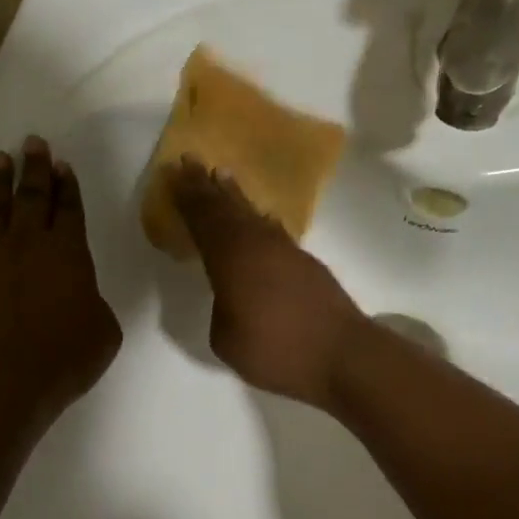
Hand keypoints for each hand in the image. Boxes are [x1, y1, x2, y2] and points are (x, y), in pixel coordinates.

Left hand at [0, 135, 121, 414]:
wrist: (9, 379)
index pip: (69, 210)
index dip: (67, 187)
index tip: (62, 165)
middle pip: (32, 198)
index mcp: (67, 253)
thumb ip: (91, 303)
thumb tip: (80, 298)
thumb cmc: (66, 357)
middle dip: (35, 168)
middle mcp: (25, 244)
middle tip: (34, 142)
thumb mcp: (103, 330)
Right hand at [167, 157, 367, 408]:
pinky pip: (273, 230)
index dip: (187, 198)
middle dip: (207, 186)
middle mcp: (259, 245)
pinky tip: (259, 217)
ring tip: (222, 177)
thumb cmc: (277, 351)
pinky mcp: (306, 264)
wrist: (343, 356)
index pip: (204, 221)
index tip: (174, 174)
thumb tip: (231, 296)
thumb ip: (221, 309)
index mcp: (232, 259)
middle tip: (191, 162)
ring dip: (234, 196)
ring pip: (253, 215)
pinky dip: (259, 218)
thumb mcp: (227, 339)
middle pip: (228, 208)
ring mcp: (286, 251)